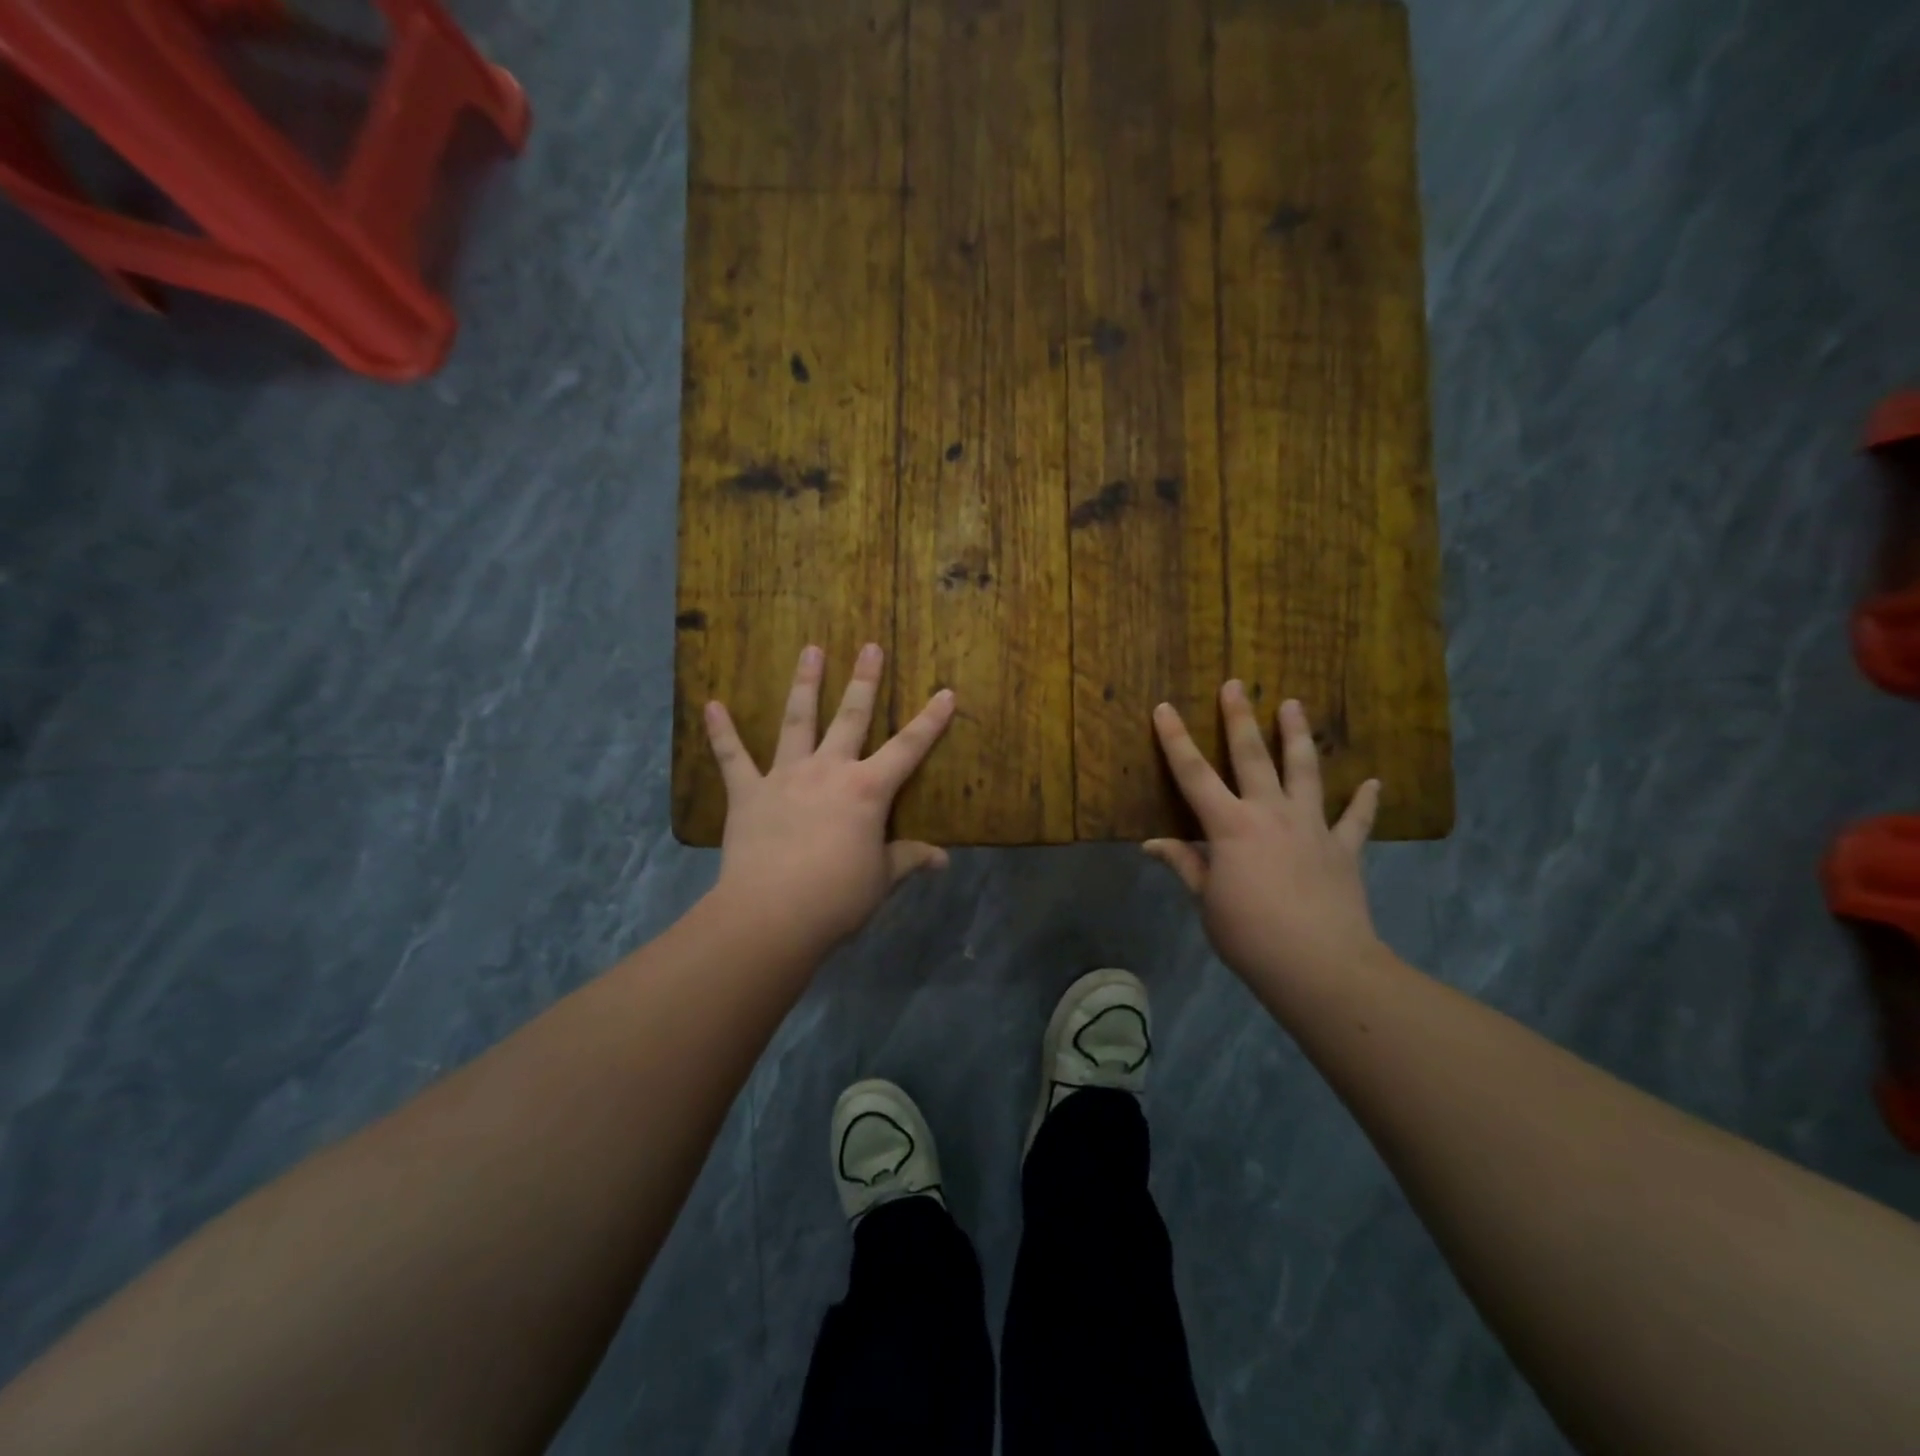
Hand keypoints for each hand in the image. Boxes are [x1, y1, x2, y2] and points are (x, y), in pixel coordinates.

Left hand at [704, 643, 955, 951]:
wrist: (772, 913)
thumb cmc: (837, 897)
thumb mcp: (881, 879)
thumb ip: (908, 859)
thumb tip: (943, 860)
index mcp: (868, 790)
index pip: (909, 748)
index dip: (931, 720)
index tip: (946, 692)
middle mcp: (829, 770)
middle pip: (851, 717)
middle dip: (864, 681)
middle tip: (869, 647)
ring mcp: (785, 776)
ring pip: (798, 720)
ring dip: (804, 684)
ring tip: (810, 650)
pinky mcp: (748, 793)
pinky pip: (732, 758)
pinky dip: (721, 732)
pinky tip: (711, 705)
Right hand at [1145, 681, 1383, 987]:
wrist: (1320, 966)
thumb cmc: (1250, 934)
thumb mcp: (1206, 901)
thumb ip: (1185, 865)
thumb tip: (1152, 844)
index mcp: (1230, 826)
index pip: (1194, 774)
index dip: (1175, 740)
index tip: (1164, 708)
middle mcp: (1270, 813)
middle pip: (1252, 756)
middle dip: (1240, 718)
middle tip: (1236, 684)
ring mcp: (1312, 827)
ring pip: (1304, 771)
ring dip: (1297, 736)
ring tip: (1294, 705)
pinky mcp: (1344, 849)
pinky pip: (1356, 820)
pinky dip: (1364, 801)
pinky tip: (1372, 782)